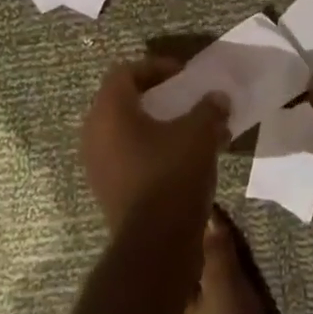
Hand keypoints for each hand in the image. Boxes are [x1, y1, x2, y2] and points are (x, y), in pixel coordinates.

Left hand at [80, 57, 229, 232]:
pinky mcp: (108, 191)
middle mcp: (95, 134)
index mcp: (110, 111)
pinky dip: (152, 150)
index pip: (125, 72)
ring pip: (126, 131)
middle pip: (122, 100)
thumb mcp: (200, 132)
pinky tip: (184, 159)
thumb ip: (209, 108)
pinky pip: (128, 156)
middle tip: (183, 99)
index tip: (182, 75)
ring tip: (190, 131)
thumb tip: (218, 98)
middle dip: (156, 97)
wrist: (155, 247)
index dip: (155, 67)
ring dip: (157, 126)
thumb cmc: (172, 174)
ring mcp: (98, 166)